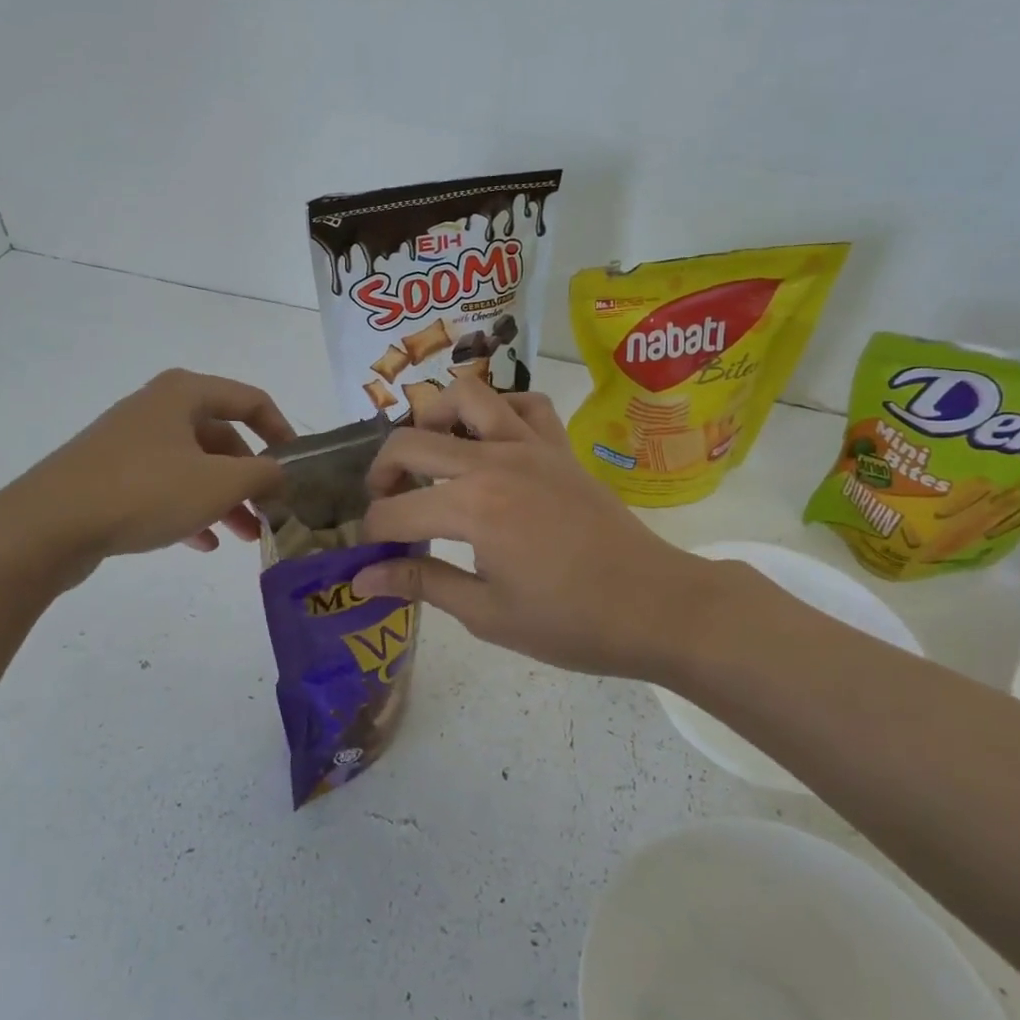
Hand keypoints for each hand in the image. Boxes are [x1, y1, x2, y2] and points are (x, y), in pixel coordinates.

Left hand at [6, 368, 295, 567]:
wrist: (48, 525)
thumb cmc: (144, 491)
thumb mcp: (218, 484)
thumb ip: (262, 475)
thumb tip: (282, 473)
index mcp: (184, 394)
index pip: (251, 400)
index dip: (282, 431)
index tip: (298, 467)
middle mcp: (158, 409)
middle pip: (222, 437)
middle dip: (250, 477)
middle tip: (270, 511)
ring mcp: (130, 441)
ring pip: (194, 466)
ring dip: (223, 499)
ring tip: (244, 536)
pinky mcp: (110, 474)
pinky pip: (164, 486)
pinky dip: (189, 509)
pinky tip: (201, 543)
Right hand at [351, 376, 733, 681]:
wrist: (656, 606)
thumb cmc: (571, 622)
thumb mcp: (487, 614)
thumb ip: (422, 583)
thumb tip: (362, 578)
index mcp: (472, 508)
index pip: (395, 512)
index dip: (371, 534)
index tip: (369, 555)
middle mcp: (493, 462)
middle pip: (411, 442)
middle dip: (381, 473)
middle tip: (385, 505)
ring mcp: (530, 446)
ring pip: (466, 396)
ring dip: (433, 417)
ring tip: (430, 454)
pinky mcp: (559, 447)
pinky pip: (524, 404)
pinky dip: (499, 411)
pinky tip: (490, 443)